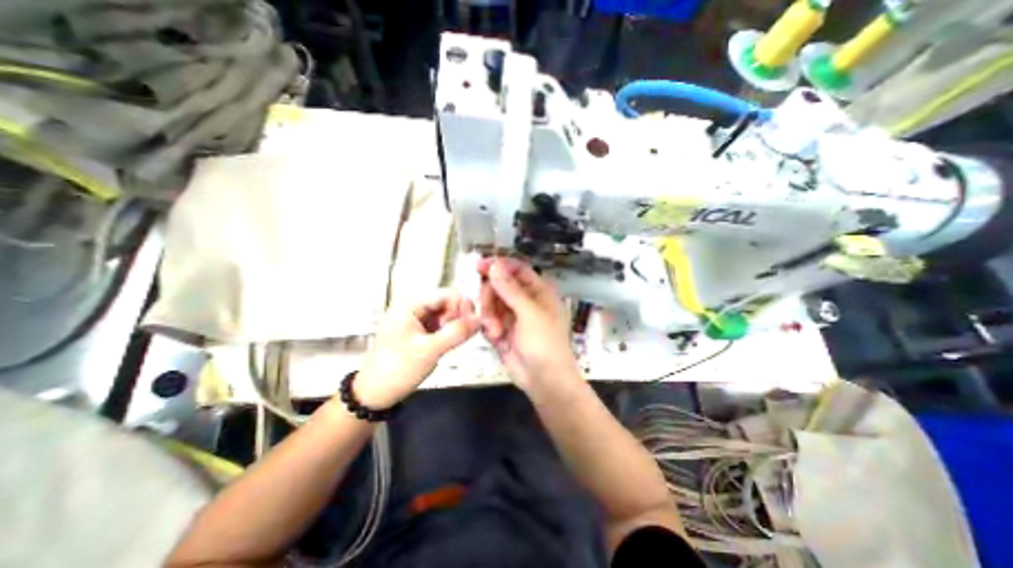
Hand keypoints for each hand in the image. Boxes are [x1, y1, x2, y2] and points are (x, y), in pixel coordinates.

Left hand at [355, 293, 481, 408]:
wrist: (374, 395)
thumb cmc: (398, 369)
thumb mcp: (430, 350)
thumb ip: (456, 333)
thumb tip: (480, 319)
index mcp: (410, 306)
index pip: (444, 295)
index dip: (463, 304)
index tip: (476, 319)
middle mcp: (413, 309)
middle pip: (445, 303)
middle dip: (460, 314)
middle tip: (469, 331)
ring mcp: (416, 321)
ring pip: (444, 314)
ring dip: (456, 323)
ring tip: (461, 338)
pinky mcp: (419, 333)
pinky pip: (439, 325)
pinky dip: (449, 330)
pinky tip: (454, 340)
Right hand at [476, 254, 576, 389]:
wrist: (544, 380)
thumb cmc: (544, 342)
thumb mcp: (529, 313)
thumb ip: (510, 289)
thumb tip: (494, 265)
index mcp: (538, 290)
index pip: (516, 269)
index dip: (499, 265)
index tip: (478, 266)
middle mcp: (524, 299)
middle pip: (498, 285)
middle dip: (489, 297)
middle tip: (486, 309)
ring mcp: (512, 315)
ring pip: (490, 303)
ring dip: (488, 316)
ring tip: (495, 331)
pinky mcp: (502, 329)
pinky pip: (487, 319)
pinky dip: (488, 327)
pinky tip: (495, 337)